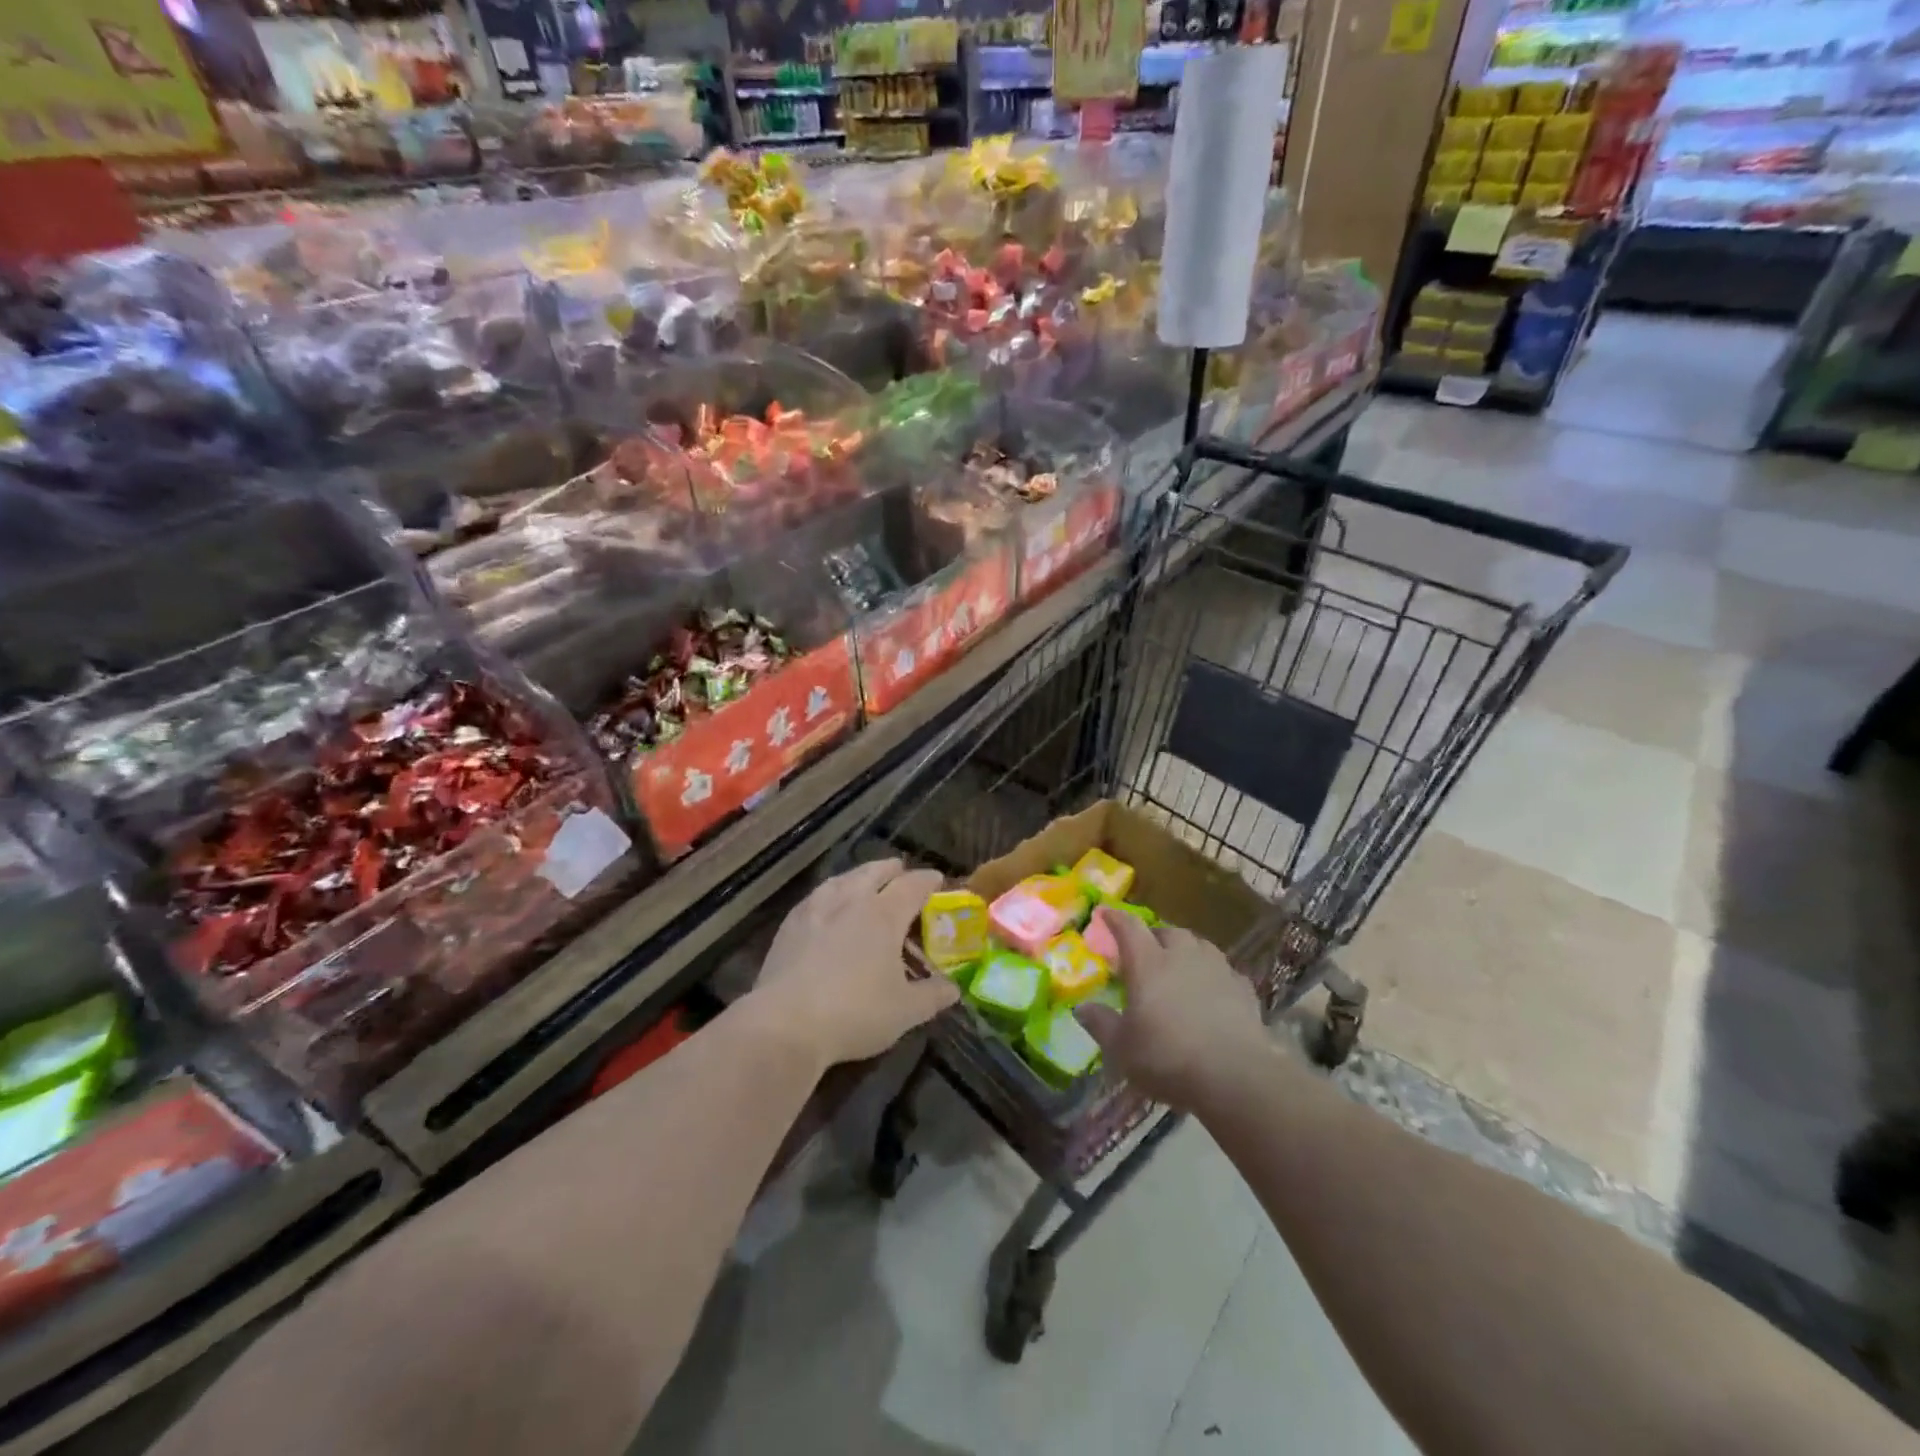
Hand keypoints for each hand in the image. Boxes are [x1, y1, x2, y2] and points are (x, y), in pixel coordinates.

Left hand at [749, 858, 958, 1071]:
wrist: (786, 1024)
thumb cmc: (854, 1014)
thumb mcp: (905, 1011)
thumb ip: (933, 996)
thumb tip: (953, 989)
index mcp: (884, 914)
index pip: (912, 885)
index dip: (928, 880)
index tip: (937, 880)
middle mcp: (851, 900)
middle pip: (875, 872)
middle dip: (892, 870)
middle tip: (901, 873)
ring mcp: (816, 908)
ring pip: (843, 879)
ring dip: (859, 876)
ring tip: (864, 882)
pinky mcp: (790, 924)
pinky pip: (817, 895)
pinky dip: (831, 892)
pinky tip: (827, 905)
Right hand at [1074, 907, 1272, 1110]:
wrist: (1236, 1076)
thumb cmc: (1168, 1058)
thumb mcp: (1122, 1048)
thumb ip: (1101, 1023)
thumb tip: (1082, 1008)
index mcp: (1148, 963)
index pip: (1128, 927)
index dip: (1115, 918)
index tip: (1105, 914)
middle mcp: (1183, 956)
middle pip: (1167, 932)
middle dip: (1153, 936)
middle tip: (1144, 952)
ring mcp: (1217, 969)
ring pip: (1198, 945)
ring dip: (1185, 950)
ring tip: (1178, 966)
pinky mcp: (1243, 988)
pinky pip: (1223, 970)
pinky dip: (1211, 974)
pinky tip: (1211, 991)